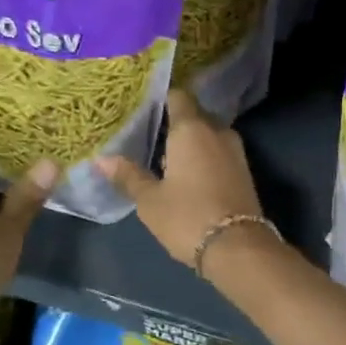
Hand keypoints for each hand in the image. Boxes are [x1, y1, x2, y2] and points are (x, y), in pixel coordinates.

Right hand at [96, 90, 263, 268]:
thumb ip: (128, 176)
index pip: (178, 96)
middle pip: (195, 115)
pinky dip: (205, 157)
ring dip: (191, 143)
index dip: (162, 98)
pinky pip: (220, 153)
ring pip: (209, 136)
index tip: (144, 105)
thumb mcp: (150, 200)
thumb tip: (101, 159)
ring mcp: (236, 152)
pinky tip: (187, 174)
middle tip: (149, 134)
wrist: (237, 248)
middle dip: (176, 123)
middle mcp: (217, 131)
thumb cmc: (187, 217)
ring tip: (165, 156)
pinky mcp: (245, 172)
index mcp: (192, 129)